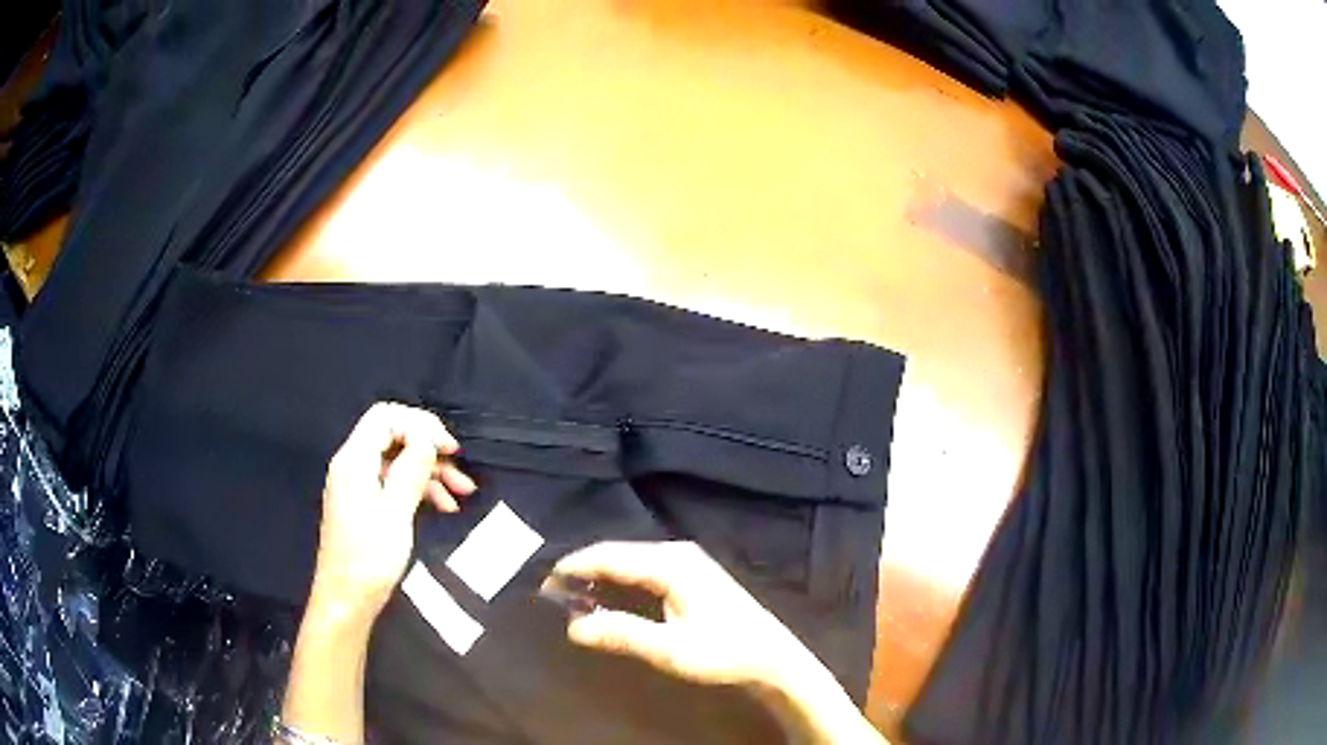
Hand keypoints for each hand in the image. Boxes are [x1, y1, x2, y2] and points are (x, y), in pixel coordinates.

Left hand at [307, 403, 475, 626]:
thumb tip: (427, 438)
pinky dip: (419, 490)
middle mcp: (353, 465)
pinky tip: (444, 507)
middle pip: (393, 438)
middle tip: (461, 469)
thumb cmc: (369, 557)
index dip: (420, 424)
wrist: (346, 600)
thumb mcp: (396, 512)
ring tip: (463, 493)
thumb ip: (411, 470)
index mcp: (354, 460)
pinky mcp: (364, 505)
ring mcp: (358, 486)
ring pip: (397, 462)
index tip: (450, 448)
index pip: (385, 418)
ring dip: (430, 472)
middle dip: (429, 449)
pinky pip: (394, 483)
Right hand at [547, 541, 818, 689]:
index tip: (544, 583)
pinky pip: (645, 569)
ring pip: (632, 561)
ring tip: (573, 595)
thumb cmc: (723, 652)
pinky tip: (610, 597)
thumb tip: (573, 626)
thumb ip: (622, 634)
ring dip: (602, 576)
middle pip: (619, 554)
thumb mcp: (670, 649)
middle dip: (585, 571)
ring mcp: (688, 562)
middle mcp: (678, 553)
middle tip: (553, 593)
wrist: (771, 657)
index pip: (610, 556)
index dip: (575, 567)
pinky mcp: (693, 575)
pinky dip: (621, 580)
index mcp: (671, 564)